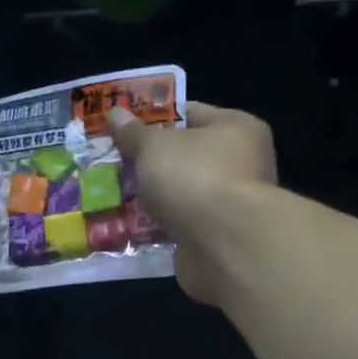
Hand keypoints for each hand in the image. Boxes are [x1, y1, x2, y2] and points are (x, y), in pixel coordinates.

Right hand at [109, 102, 276, 307]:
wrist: (223, 245)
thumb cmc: (194, 178)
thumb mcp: (154, 147)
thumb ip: (134, 133)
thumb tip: (116, 114)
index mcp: (236, 127)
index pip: (191, 113)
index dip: (155, 118)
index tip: (124, 128)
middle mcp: (242, 163)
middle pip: (187, 156)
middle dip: (152, 162)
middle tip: (117, 164)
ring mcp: (232, 203)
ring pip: (184, 193)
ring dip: (156, 197)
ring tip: (118, 196)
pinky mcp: (219, 237)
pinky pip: (183, 224)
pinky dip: (162, 226)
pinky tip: (133, 227)